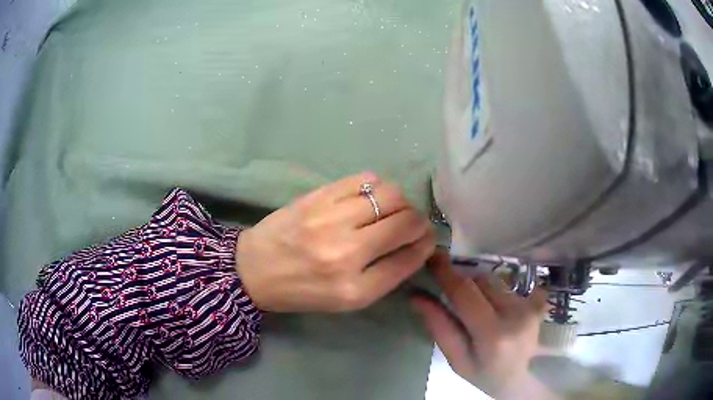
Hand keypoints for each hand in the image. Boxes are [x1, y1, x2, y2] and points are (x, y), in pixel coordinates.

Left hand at [236, 172, 435, 312]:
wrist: (254, 269)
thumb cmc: (303, 290)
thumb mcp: (346, 299)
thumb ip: (385, 275)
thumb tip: (416, 245)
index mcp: (355, 288)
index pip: (409, 258)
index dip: (426, 245)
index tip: (427, 239)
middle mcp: (346, 252)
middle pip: (406, 222)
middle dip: (419, 221)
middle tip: (411, 223)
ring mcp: (330, 219)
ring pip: (390, 194)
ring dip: (400, 201)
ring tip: (390, 209)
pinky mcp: (317, 196)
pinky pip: (364, 178)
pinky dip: (377, 186)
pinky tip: (369, 197)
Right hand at [412, 251, 553, 398]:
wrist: (524, 378)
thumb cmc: (486, 375)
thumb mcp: (457, 361)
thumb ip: (440, 328)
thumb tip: (417, 297)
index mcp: (493, 334)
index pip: (465, 293)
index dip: (446, 274)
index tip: (432, 258)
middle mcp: (516, 313)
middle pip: (481, 281)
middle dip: (463, 284)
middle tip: (455, 299)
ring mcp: (531, 305)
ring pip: (495, 282)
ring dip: (481, 291)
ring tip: (481, 313)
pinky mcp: (539, 301)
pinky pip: (511, 285)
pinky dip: (499, 293)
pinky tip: (500, 311)